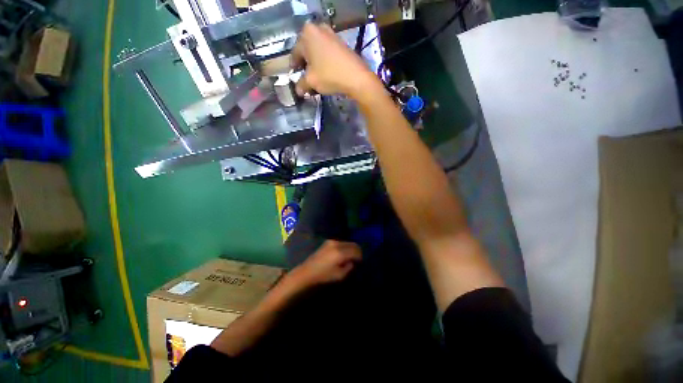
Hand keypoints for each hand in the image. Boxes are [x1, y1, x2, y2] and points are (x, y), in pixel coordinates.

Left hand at [289, 240, 361, 287]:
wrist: (306, 273)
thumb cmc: (323, 276)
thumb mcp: (339, 276)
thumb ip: (349, 267)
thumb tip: (353, 261)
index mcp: (340, 252)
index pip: (357, 250)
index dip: (360, 256)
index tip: (360, 263)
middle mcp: (337, 243)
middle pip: (353, 244)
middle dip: (357, 251)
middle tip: (357, 260)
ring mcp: (332, 241)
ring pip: (347, 242)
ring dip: (351, 249)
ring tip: (349, 258)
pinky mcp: (327, 242)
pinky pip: (341, 243)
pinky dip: (345, 247)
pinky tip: (342, 255)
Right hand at [291, 23, 380, 98]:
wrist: (356, 77)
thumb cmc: (329, 75)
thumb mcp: (311, 81)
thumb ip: (301, 85)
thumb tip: (298, 90)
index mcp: (307, 33)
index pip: (295, 53)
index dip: (295, 68)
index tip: (295, 77)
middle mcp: (318, 29)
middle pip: (307, 51)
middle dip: (306, 67)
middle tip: (306, 80)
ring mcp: (331, 35)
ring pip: (318, 53)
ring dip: (315, 66)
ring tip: (316, 80)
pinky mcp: (341, 43)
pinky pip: (327, 54)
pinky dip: (325, 64)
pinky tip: (326, 75)